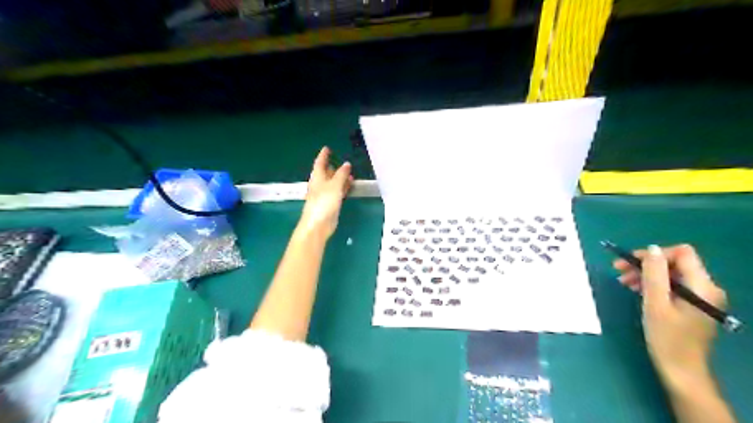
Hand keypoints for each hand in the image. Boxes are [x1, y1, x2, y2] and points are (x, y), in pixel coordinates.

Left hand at [297, 145, 352, 238]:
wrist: (318, 225)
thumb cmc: (323, 202)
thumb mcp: (334, 185)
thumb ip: (341, 175)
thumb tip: (346, 164)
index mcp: (317, 178)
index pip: (320, 163)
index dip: (323, 155)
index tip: (327, 148)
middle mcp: (319, 185)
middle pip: (325, 173)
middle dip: (333, 167)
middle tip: (341, 161)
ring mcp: (324, 195)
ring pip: (333, 183)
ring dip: (340, 178)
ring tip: (350, 173)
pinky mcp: (330, 204)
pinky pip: (338, 192)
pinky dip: (343, 187)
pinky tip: (350, 185)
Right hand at [614, 245, 725, 392]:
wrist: (681, 370)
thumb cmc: (666, 337)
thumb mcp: (655, 303)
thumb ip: (654, 274)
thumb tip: (651, 249)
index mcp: (702, 286)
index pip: (681, 253)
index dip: (654, 254)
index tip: (630, 262)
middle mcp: (706, 288)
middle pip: (675, 263)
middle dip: (646, 264)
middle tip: (619, 270)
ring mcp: (700, 297)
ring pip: (671, 274)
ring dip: (646, 274)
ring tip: (624, 281)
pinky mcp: (693, 305)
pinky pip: (672, 286)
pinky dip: (653, 284)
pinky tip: (637, 290)